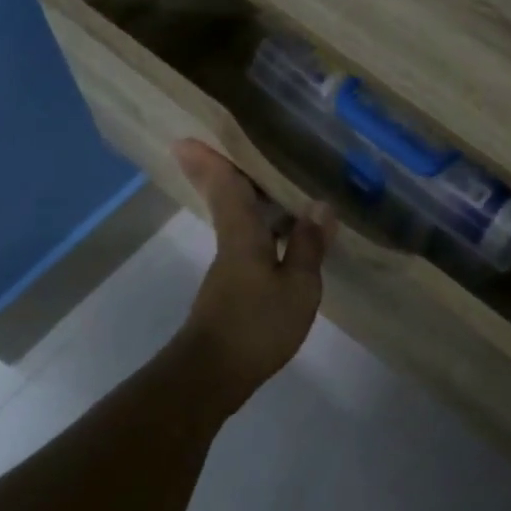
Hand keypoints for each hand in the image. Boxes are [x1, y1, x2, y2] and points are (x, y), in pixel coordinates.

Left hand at [172, 140, 333, 404]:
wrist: (213, 374)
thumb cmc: (256, 325)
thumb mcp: (298, 286)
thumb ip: (309, 246)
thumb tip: (320, 205)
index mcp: (242, 235)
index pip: (225, 187)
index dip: (211, 160)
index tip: (190, 136)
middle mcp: (230, 245)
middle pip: (227, 200)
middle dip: (227, 174)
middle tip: (240, 149)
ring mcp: (229, 269)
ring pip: (238, 222)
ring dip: (250, 202)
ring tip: (278, 186)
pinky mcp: (232, 291)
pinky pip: (248, 245)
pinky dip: (263, 231)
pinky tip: (285, 237)